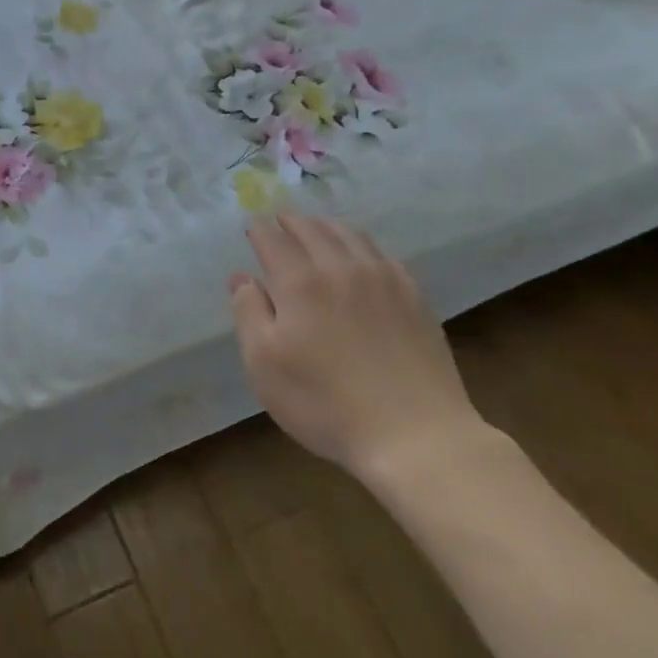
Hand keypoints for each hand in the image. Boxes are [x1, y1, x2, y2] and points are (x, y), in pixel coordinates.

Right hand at [228, 213, 485, 475]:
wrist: (416, 435)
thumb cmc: (325, 402)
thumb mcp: (264, 364)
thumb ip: (248, 312)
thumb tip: (241, 277)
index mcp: (300, 281)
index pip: (273, 239)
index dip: (258, 230)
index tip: (251, 227)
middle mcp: (341, 268)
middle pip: (312, 229)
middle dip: (290, 222)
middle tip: (279, 221)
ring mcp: (383, 280)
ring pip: (350, 235)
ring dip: (326, 227)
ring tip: (316, 229)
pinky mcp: (414, 297)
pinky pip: (382, 255)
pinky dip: (361, 245)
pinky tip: (360, 257)